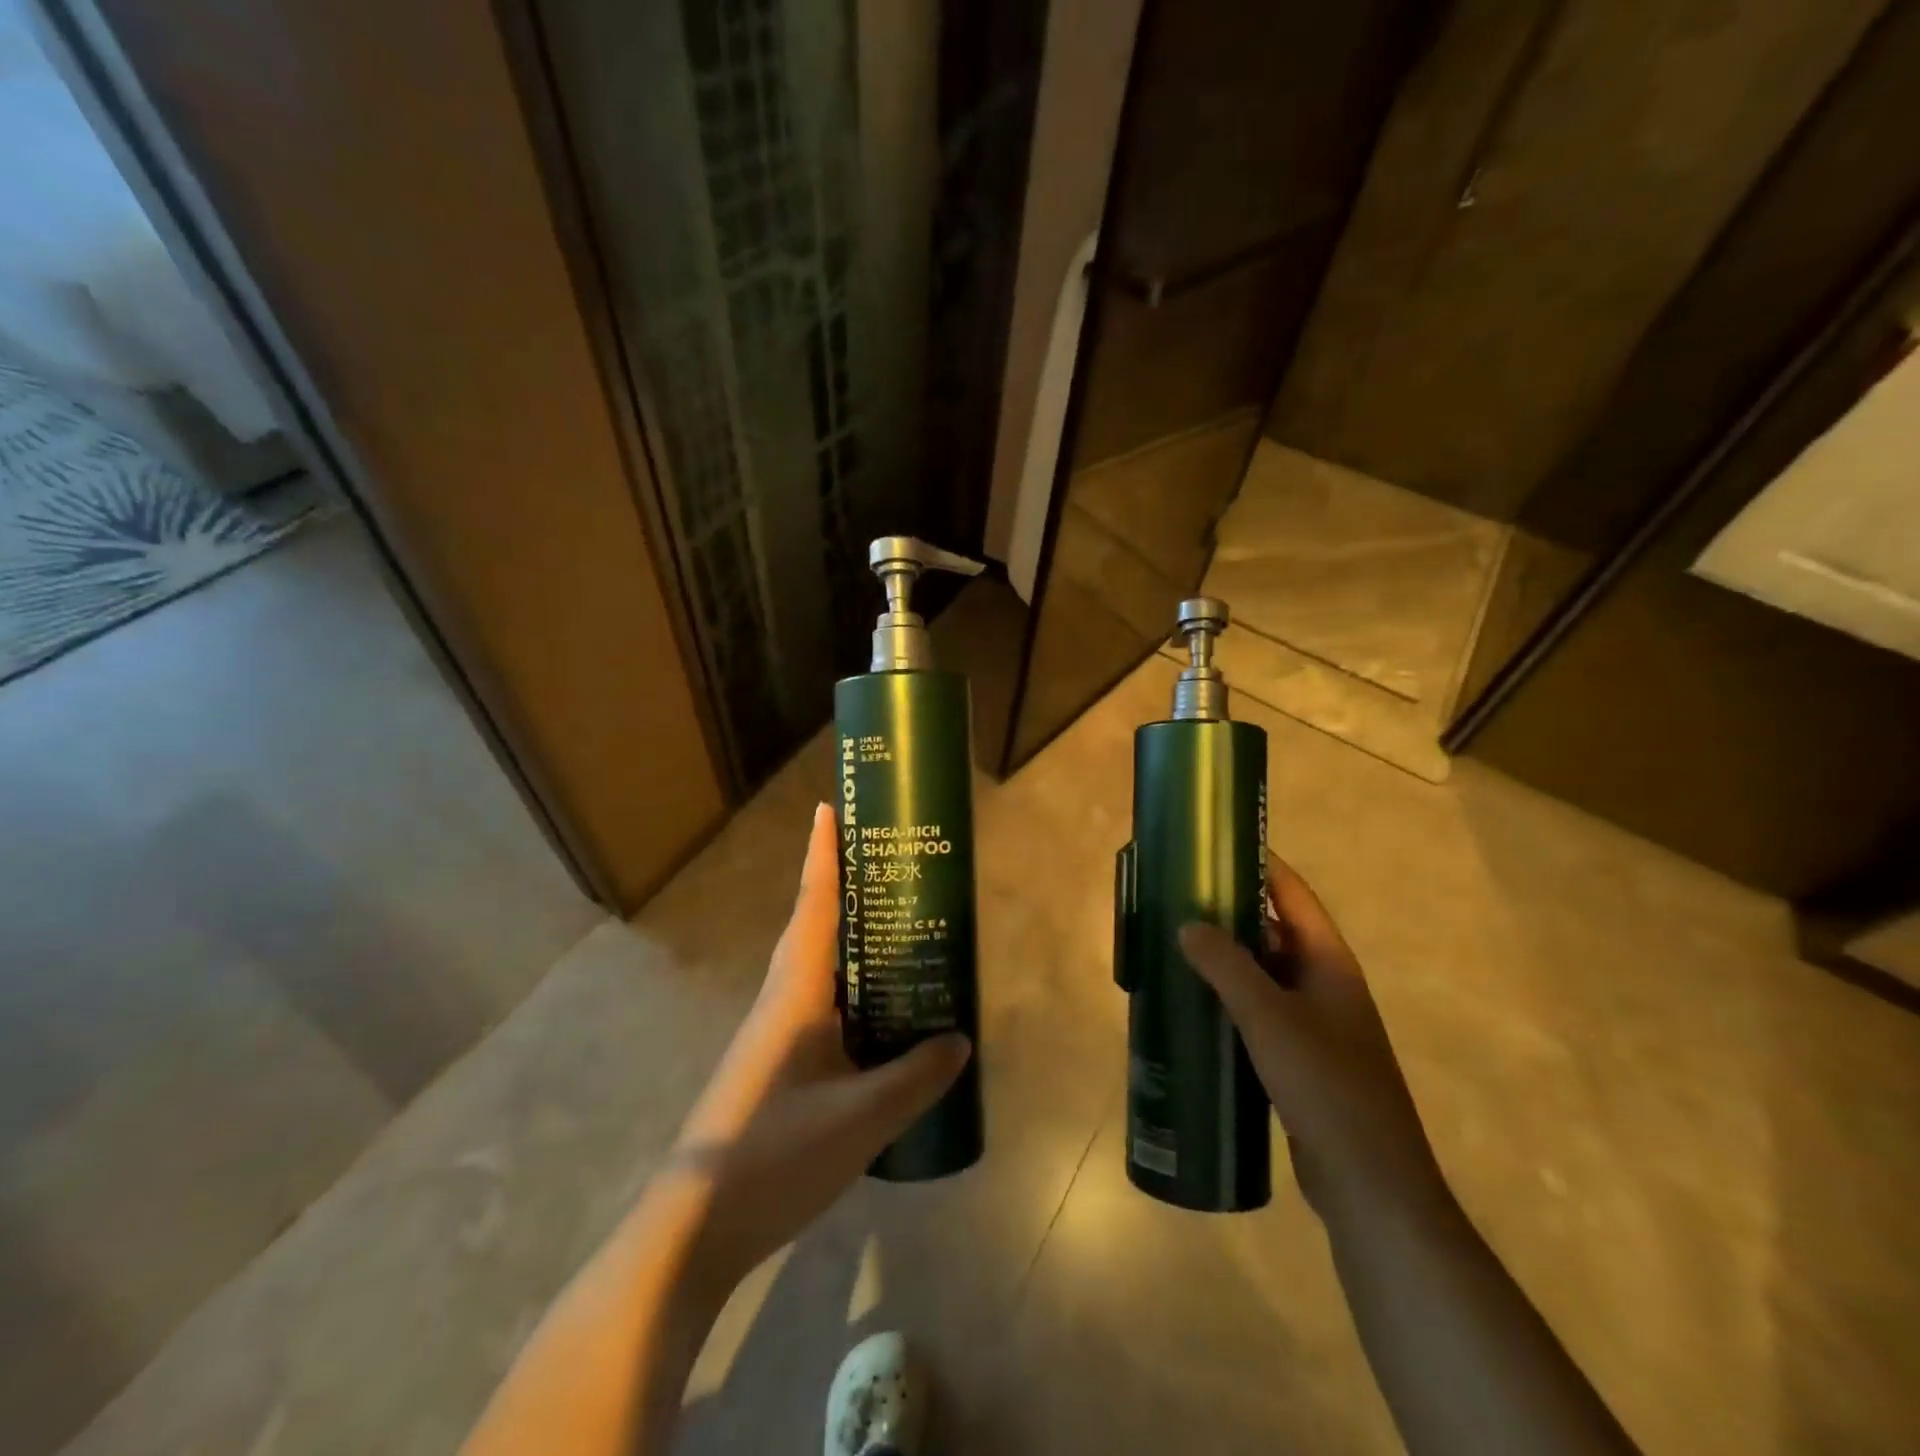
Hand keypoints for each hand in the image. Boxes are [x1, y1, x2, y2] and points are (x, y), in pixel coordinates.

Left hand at [671, 803, 970, 1286]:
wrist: (694, 1228)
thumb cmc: (774, 1155)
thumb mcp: (861, 1119)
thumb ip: (915, 1078)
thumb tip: (959, 1041)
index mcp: (795, 993)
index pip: (814, 905)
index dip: (823, 854)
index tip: (830, 808)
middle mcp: (781, 1000)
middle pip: (813, 926)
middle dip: (842, 887)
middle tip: (886, 864)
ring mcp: (773, 1035)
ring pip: (815, 968)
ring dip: (847, 939)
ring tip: (895, 928)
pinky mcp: (775, 1066)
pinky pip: (818, 1006)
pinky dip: (849, 990)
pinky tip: (878, 1015)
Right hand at [1179, 856, 1444, 1219]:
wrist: (1371, 1186)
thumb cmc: (1327, 1088)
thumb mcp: (1270, 1019)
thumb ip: (1227, 967)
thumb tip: (1187, 923)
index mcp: (1330, 963)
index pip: (1293, 895)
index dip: (1260, 864)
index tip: (1216, 844)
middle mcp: (1324, 985)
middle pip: (1274, 932)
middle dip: (1230, 913)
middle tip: (1177, 897)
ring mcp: (1314, 1025)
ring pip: (1262, 975)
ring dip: (1225, 959)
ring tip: (1174, 944)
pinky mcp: (1299, 1060)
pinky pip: (1258, 1013)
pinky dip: (1228, 1001)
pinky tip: (1193, 1005)